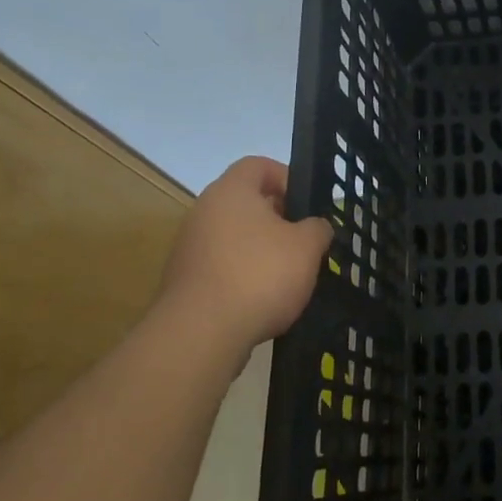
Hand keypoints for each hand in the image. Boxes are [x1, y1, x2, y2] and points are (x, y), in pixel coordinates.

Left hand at [154, 156, 331, 361]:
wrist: (200, 335)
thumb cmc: (259, 275)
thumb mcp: (307, 247)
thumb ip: (317, 229)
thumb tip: (316, 227)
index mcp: (231, 191)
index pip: (258, 165)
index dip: (286, 177)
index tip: (306, 204)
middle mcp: (204, 211)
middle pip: (245, 202)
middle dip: (277, 218)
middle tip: (303, 240)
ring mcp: (189, 248)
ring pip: (233, 237)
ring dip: (260, 250)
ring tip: (288, 275)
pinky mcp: (184, 282)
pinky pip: (221, 267)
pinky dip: (242, 276)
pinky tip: (263, 301)